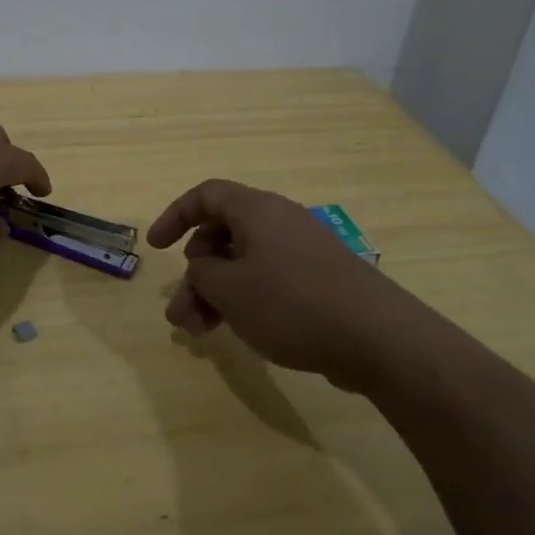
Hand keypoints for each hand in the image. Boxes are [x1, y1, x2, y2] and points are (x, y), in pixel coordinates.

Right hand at [148, 179, 406, 391]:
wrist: (378, 338)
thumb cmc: (292, 303)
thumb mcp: (230, 289)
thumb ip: (202, 273)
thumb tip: (205, 268)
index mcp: (256, 210)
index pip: (206, 195)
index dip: (175, 216)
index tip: (156, 248)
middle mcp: (279, 222)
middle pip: (223, 234)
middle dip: (195, 272)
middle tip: (180, 310)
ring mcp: (302, 252)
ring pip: (243, 263)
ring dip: (215, 293)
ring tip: (196, 332)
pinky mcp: (319, 281)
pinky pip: (268, 280)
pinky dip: (244, 300)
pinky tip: (234, 331)